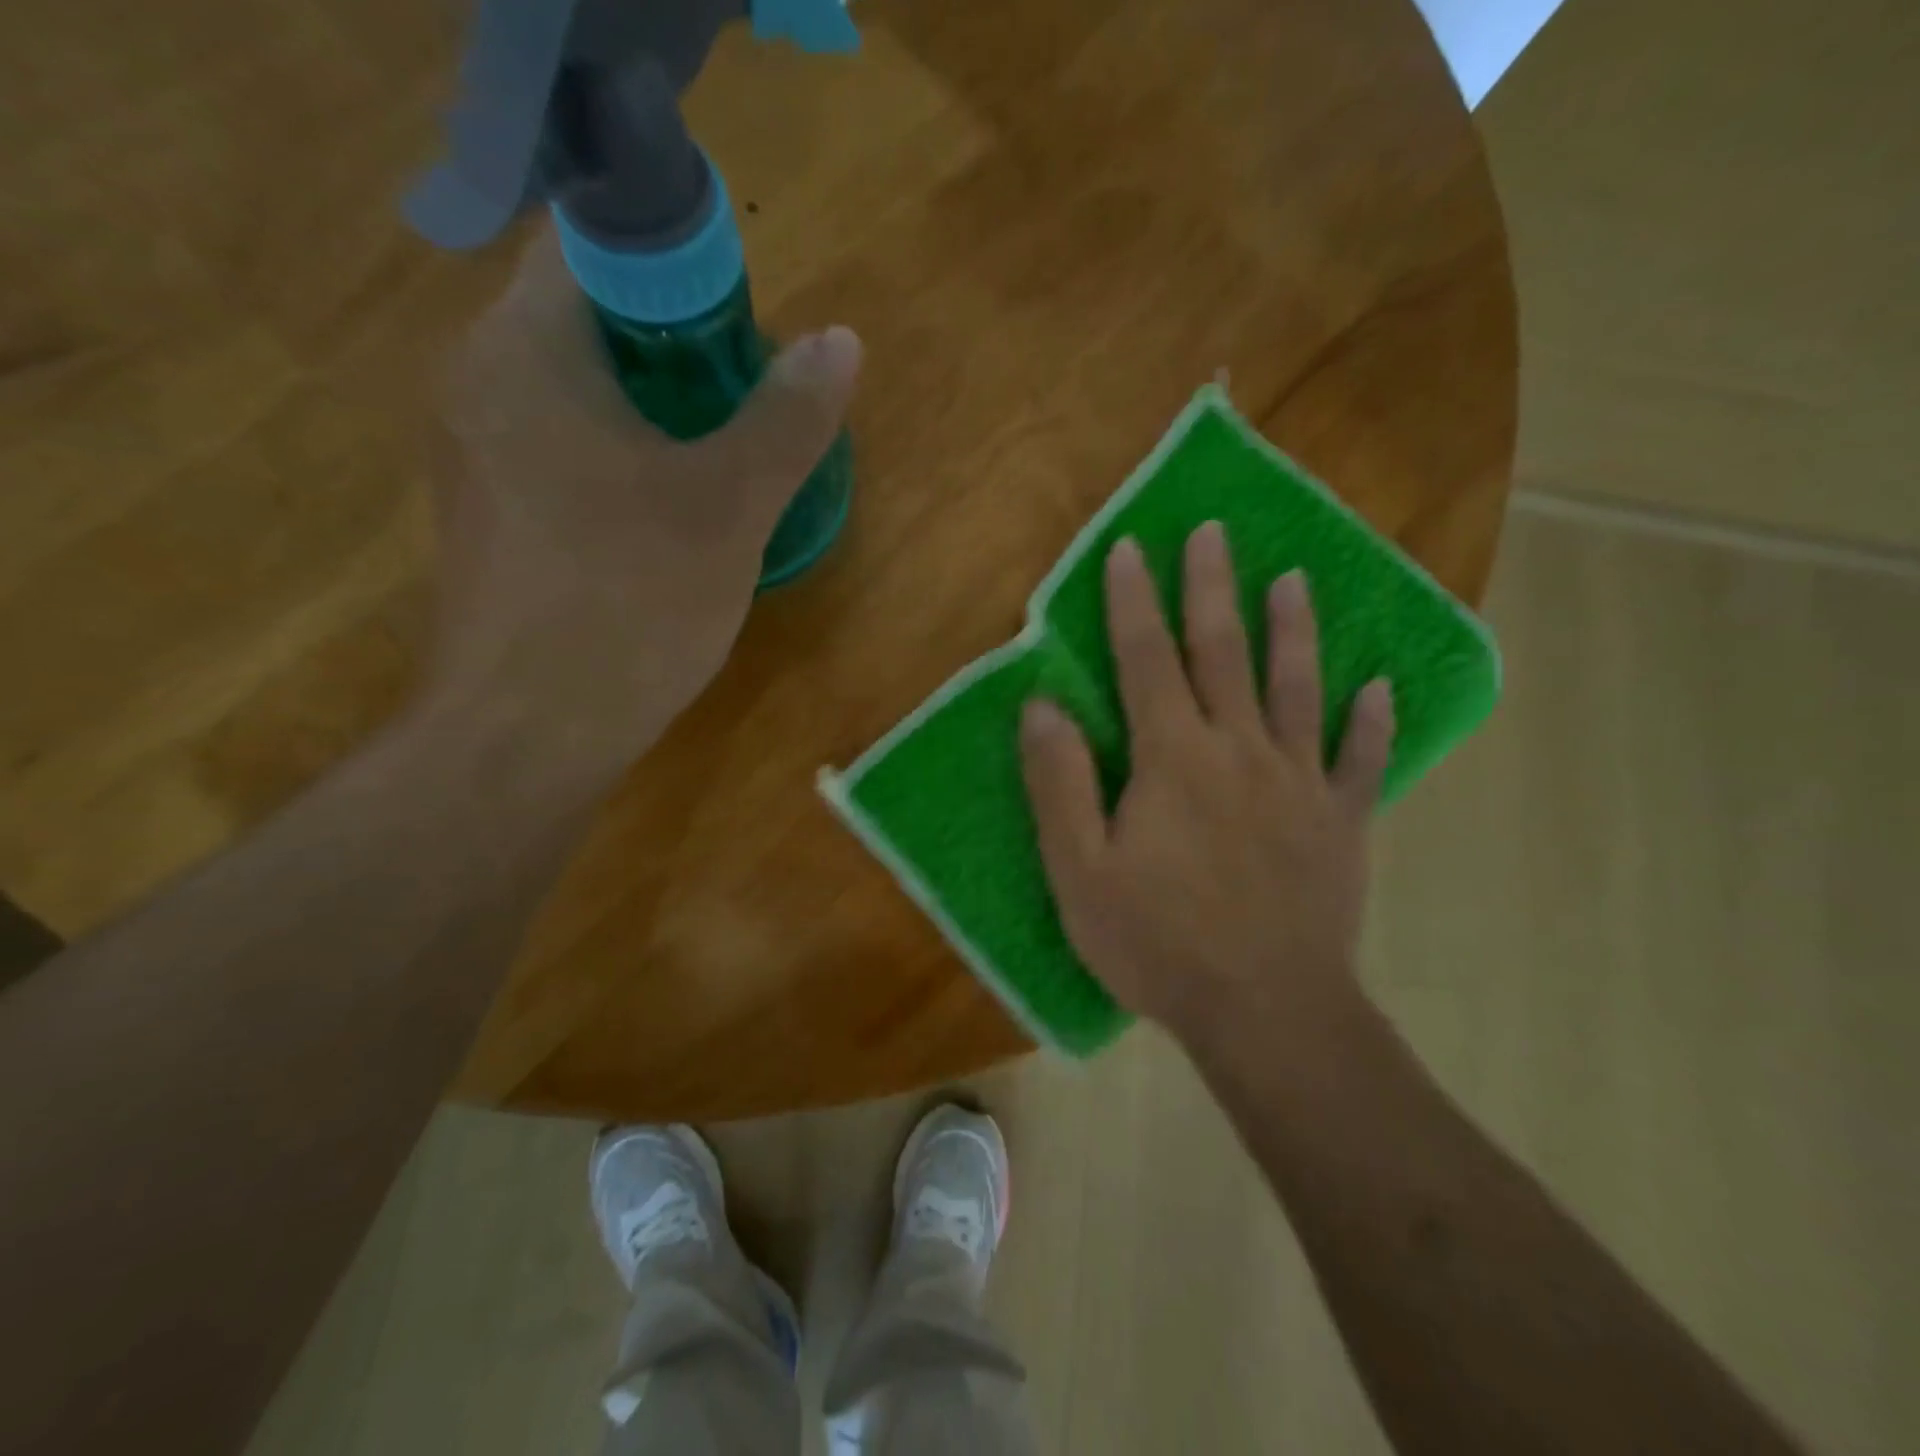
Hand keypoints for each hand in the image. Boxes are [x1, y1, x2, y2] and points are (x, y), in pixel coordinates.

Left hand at [430, 226, 860, 747]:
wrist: (530, 735)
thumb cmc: (630, 602)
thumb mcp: (729, 507)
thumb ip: (787, 418)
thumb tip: (841, 342)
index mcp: (526, 350)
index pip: (595, 248)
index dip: (680, 274)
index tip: (744, 338)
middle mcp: (479, 382)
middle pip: (590, 325)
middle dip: (679, 353)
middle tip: (750, 407)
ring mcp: (475, 456)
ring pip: (578, 396)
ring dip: (655, 414)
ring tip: (722, 468)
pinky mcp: (489, 518)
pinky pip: (562, 453)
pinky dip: (621, 462)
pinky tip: (668, 520)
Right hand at [1018, 524, 1394, 1049]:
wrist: (1266, 1011)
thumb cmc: (1160, 943)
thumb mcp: (1081, 872)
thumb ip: (1060, 784)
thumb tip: (1042, 707)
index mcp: (1173, 758)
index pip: (1146, 660)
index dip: (1135, 602)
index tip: (1131, 549)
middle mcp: (1239, 750)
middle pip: (1223, 653)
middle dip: (1212, 588)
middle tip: (1214, 532)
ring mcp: (1299, 783)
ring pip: (1297, 689)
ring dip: (1293, 630)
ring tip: (1294, 579)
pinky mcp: (1342, 822)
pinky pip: (1362, 761)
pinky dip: (1372, 722)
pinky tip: (1380, 688)